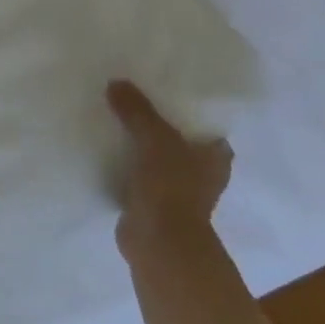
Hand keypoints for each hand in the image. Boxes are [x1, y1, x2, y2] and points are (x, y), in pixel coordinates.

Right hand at [106, 80, 232, 258]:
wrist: (158, 241)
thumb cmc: (171, 186)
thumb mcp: (154, 138)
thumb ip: (136, 110)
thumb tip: (116, 82)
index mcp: (216, 159)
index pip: (207, 128)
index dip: (189, 113)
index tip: (164, 96)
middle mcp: (203, 176)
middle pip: (180, 144)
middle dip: (161, 129)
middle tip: (134, 105)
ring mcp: (179, 194)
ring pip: (159, 162)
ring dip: (143, 150)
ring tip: (117, 125)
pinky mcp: (154, 207)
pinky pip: (140, 179)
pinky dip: (128, 169)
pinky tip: (108, 155)